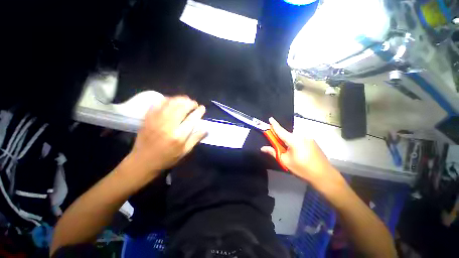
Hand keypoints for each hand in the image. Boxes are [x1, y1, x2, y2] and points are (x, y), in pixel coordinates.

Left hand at [126, 96, 206, 181]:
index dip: (199, 111)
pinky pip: (158, 104)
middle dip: (190, 103)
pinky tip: (172, 100)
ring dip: (180, 99)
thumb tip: (206, 128)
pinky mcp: (148, 118)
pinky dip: (166, 99)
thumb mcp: (185, 151)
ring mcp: (156, 120)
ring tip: (186, 100)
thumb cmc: (167, 158)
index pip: (192, 119)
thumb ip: (196, 138)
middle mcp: (168, 126)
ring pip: (170, 103)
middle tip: (194, 104)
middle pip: (181, 108)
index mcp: (179, 136)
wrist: (143, 161)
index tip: (202, 108)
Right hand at [261, 118, 345, 191]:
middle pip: (287, 134)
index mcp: (294, 140)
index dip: (274, 124)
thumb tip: (262, 148)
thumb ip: (273, 152)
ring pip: (293, 137)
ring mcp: (308, 138)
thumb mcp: (285, 161)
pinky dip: (294, 142)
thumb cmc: (303, 169)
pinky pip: (299, 139)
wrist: (324, 176)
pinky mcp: (313, 142)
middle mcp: (301, 136)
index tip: (270, 118)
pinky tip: (297, 152)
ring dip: (288, 141)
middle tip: (277, 145)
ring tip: (289, 152)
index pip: (280, 130)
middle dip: (280, 137)